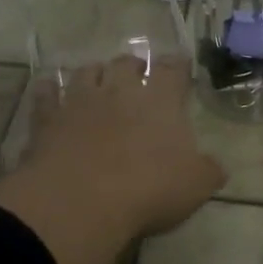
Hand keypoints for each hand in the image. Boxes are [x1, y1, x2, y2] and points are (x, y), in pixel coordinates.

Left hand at [0, 55, 225, 263]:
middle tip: (136, 74)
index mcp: (159, 100)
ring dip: (94, 73)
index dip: (177, 66)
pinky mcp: (47, 119)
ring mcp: (79, 101)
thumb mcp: (195, 186)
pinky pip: (46, 95)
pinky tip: (49, 89)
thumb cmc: (148, 189)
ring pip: (86, 72)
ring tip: (97, 79)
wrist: (81, 200)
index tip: (180, 66)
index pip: (172, 70)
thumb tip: (216, 167)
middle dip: (133, 65)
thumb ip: (208, 171)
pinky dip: (49, 89)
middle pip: (125, 63)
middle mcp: (119, 90)